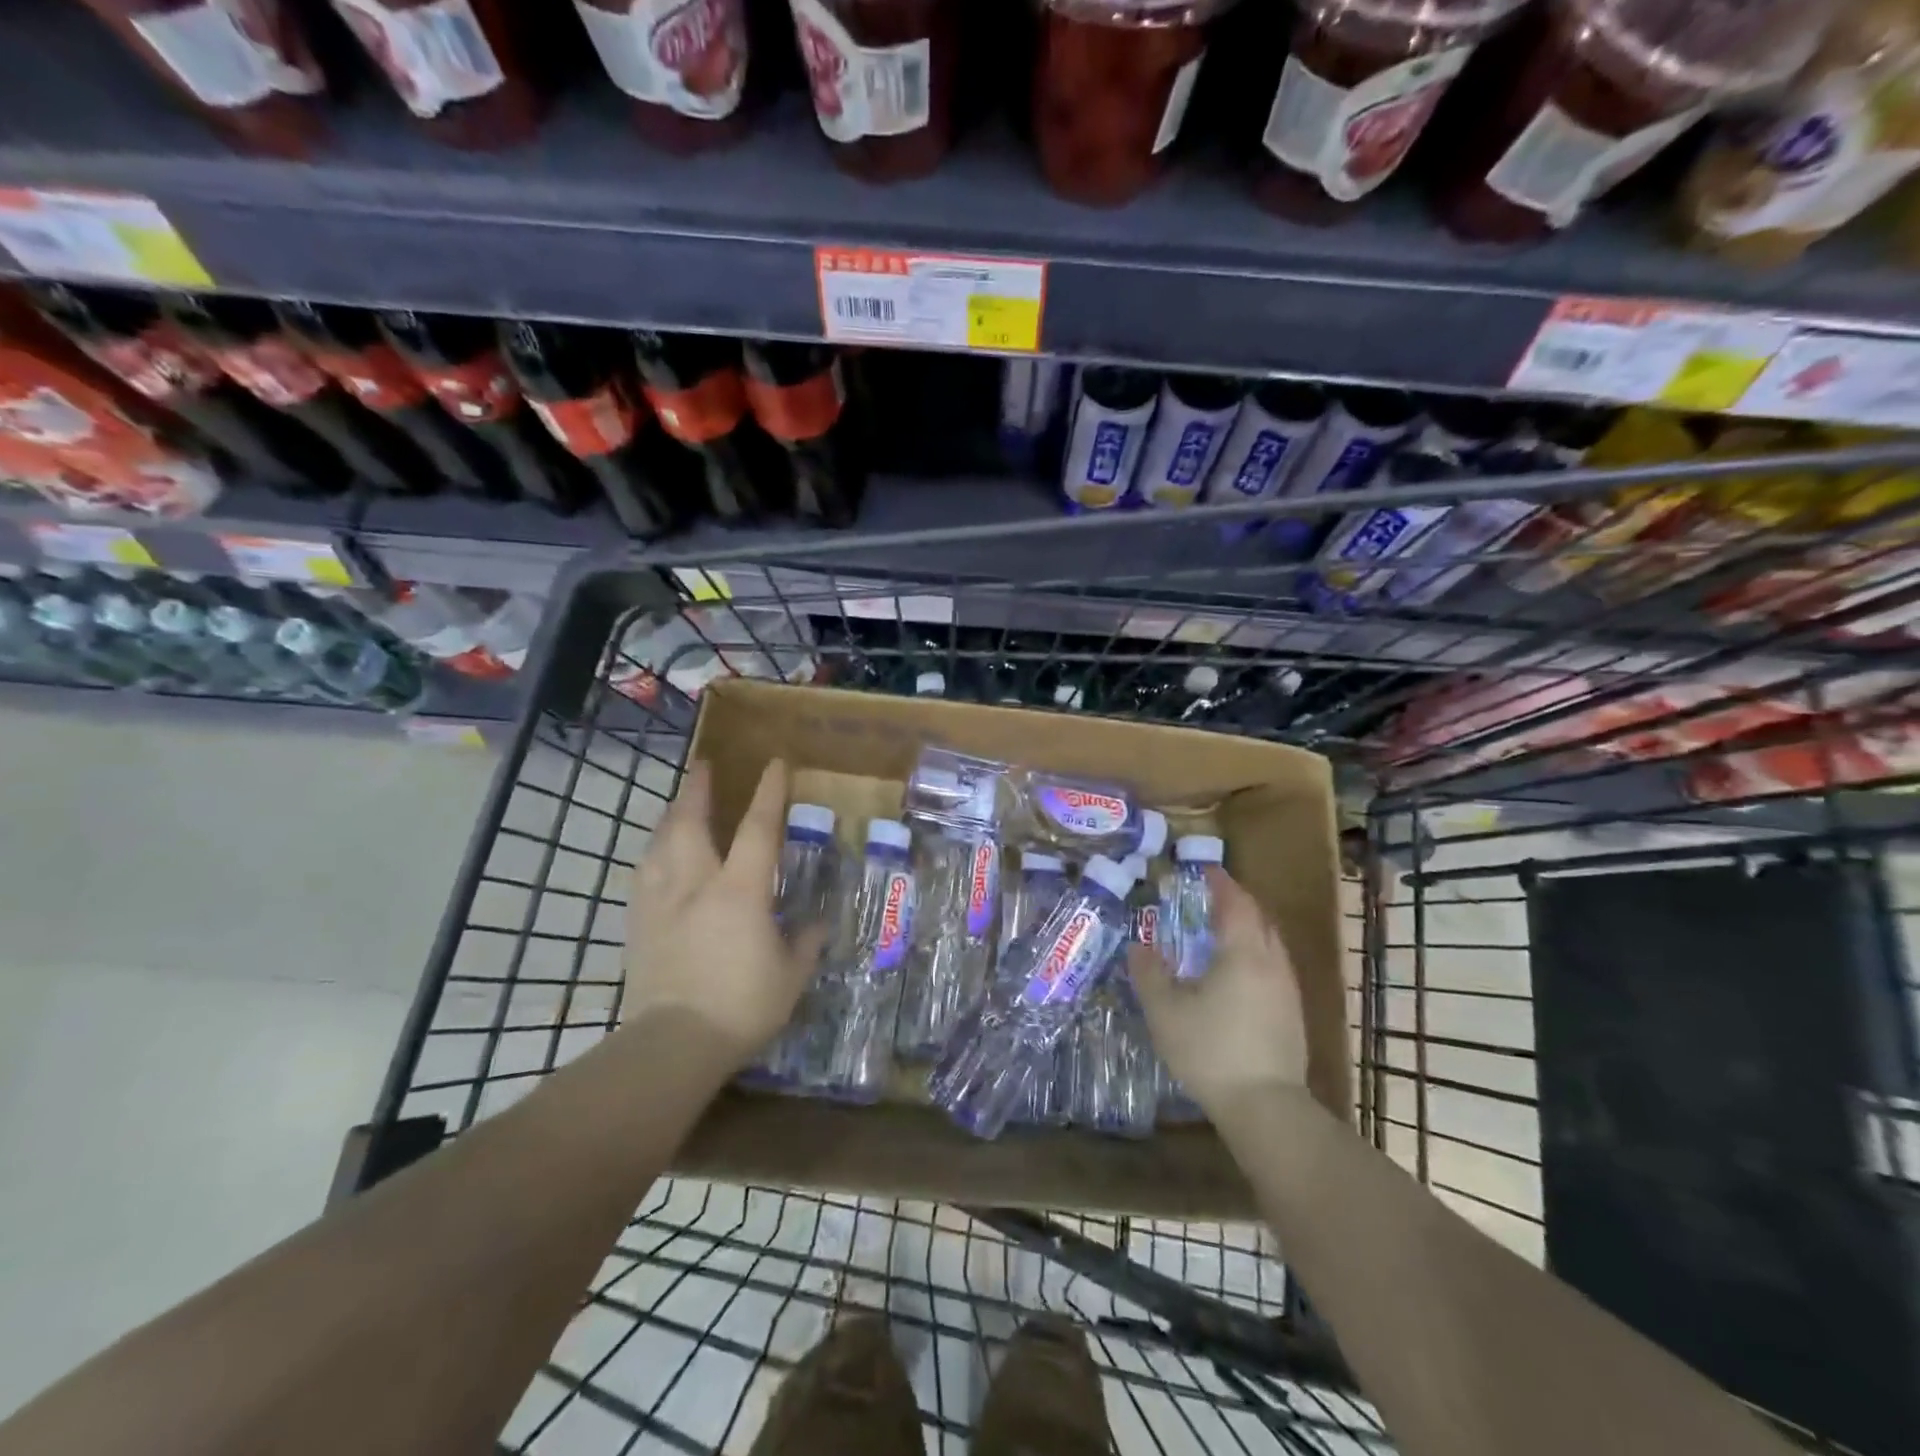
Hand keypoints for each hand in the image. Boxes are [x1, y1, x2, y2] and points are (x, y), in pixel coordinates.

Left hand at [623, 758, 827, 1073]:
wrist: (674, 1044)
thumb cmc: (742, 1006)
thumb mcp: (790, 976)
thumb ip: (805, 944)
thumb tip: (817, 924)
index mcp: (739, 891)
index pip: (757, 829)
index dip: (768, 793)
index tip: (774, 764)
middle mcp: (696, 884)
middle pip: (690, 823)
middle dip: (697, 789)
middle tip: (703, 766)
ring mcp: (661, 902)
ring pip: (659, 844)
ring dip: (670, 817)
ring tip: (677, 805)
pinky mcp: (638, 925)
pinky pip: (643, 875)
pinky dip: (653, 855)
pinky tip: (655, 856)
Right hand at [1129, 866, 1308, 1115]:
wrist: (1265, 1107)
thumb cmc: (1210, 1051)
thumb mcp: (1165, 1011)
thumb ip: (1149, 973)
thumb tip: (1139, 946)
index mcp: (1242, 953)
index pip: (1235, 903)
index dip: (1220, 883)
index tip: (1205, 870)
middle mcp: (1271, 963)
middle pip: (1259, 918)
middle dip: (1237, 901)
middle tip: (1211, 896)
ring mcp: (1287, 989)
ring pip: (1270, 943)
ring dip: (1249, 927)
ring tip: (1222, 930)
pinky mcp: (1292, 1014)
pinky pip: (1274, 965)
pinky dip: (1255, 952)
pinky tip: (1238, 972)